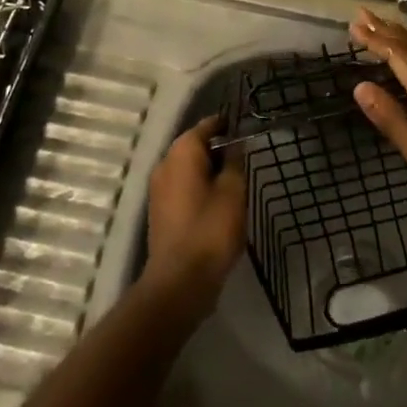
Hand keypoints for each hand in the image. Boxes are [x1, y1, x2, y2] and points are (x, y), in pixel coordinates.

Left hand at [143, 115, 245, 308]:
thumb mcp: (233, 191)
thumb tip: (235, 144)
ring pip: (189, 168)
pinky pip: (182, 187)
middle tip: (246, 159)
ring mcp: (159, 188)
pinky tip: (218, 203)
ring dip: (210, 171)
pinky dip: (199, 188)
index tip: (247, 130)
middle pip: (196, 146)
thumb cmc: (210, 229)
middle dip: (219, 150)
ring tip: (236, 182)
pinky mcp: (160, 211)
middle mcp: (165, 163)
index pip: (208, 125)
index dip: (228, 125)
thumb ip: (235, 161)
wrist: (179, 281)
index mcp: (182, 151)